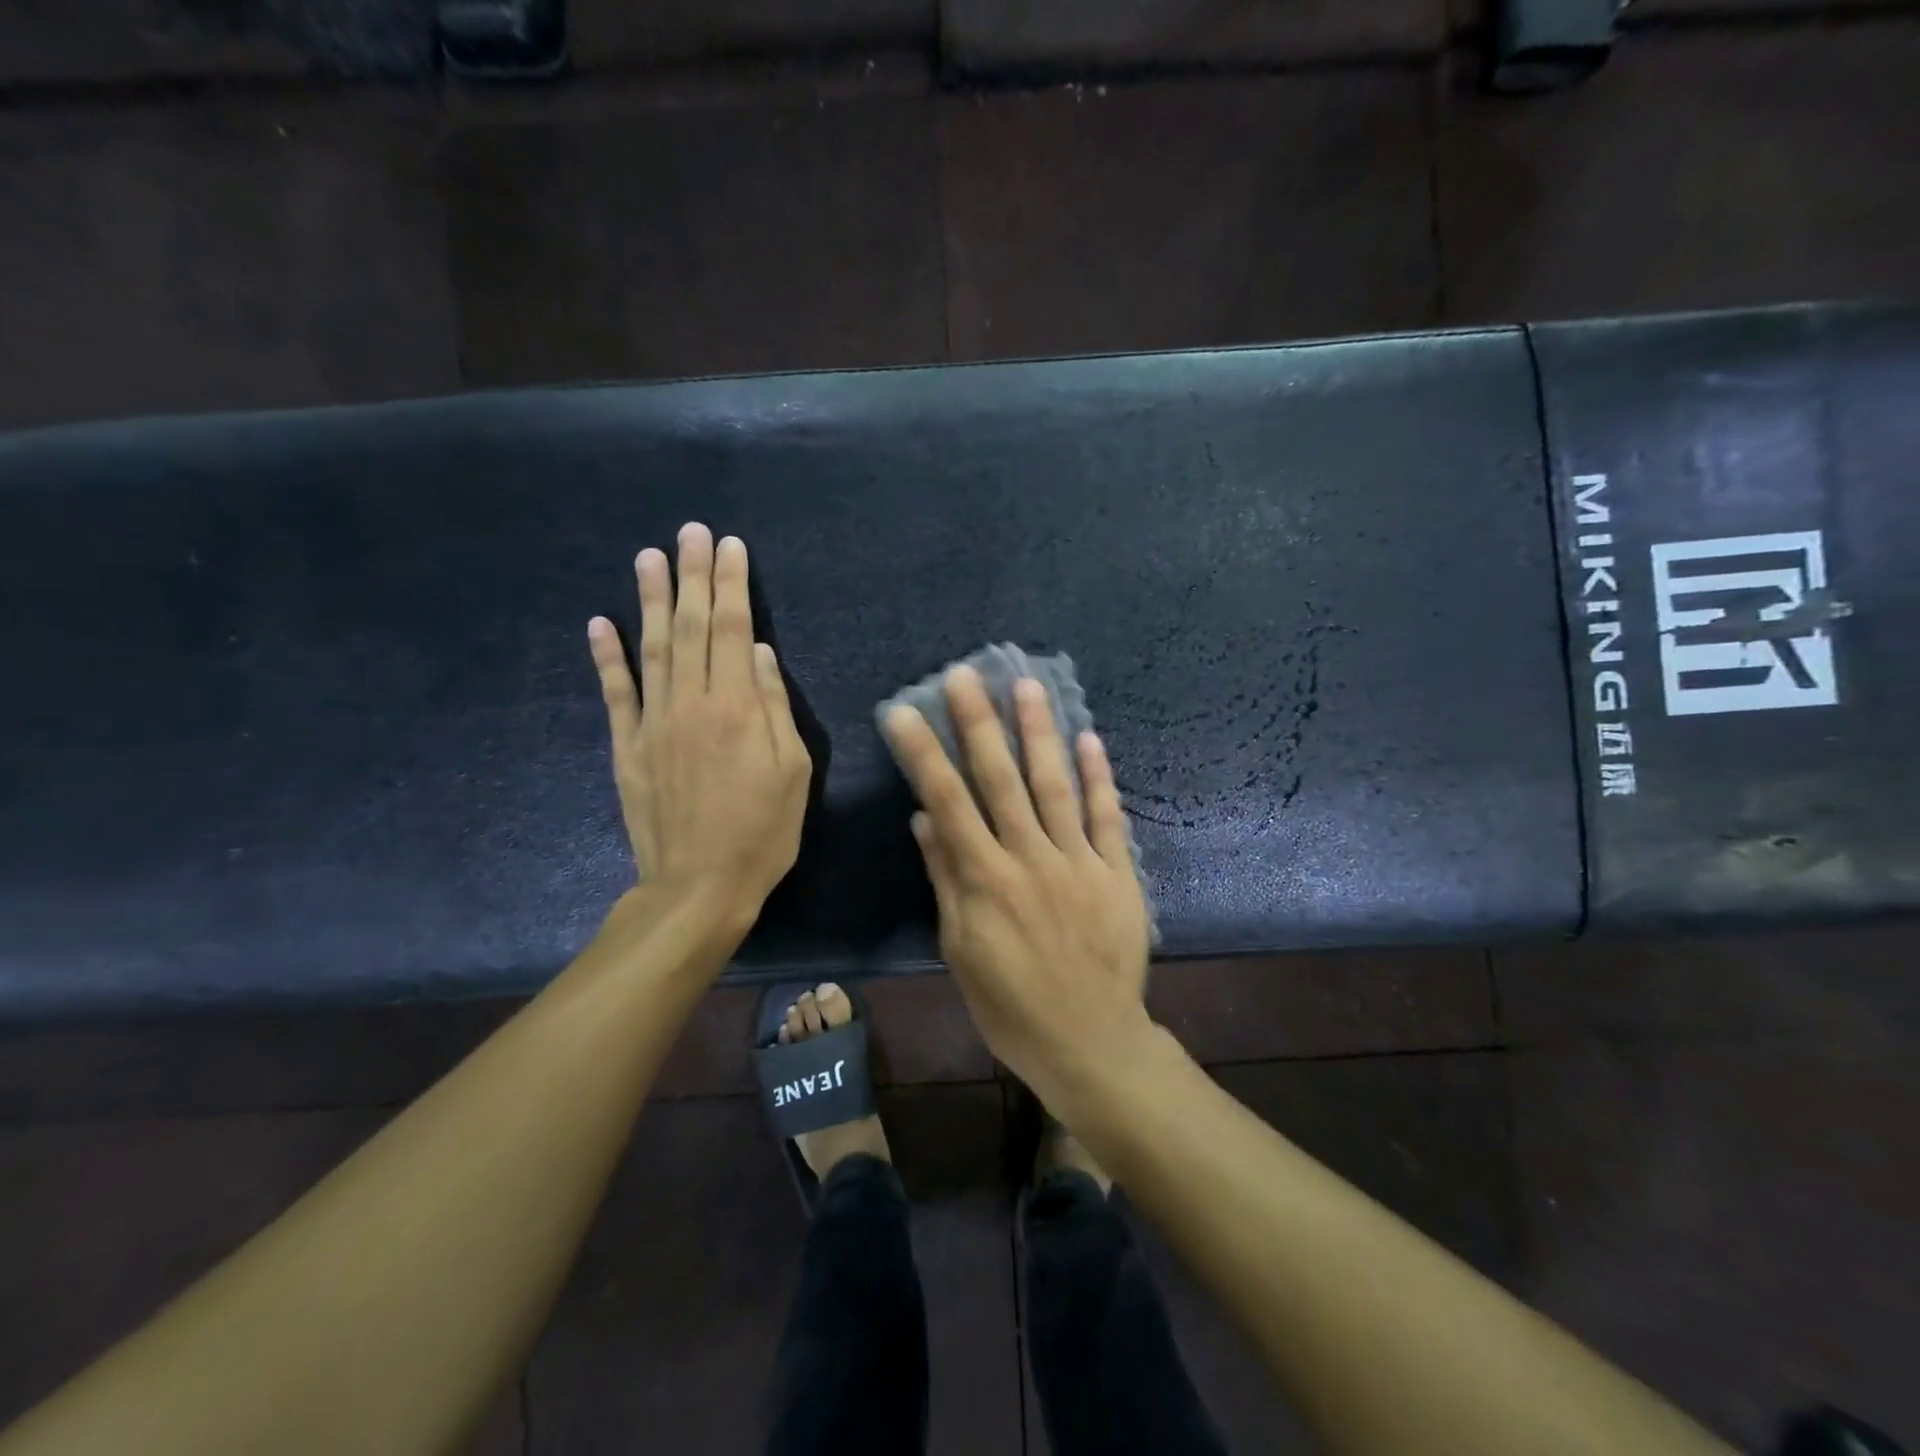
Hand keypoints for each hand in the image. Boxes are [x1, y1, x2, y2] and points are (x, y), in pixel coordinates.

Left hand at [588, 523, 810, 924]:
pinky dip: (605, 656)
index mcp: (738, 707)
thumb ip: (775, 707)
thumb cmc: (763, 831)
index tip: (730, 546)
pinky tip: (599, 622)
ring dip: (649, 599)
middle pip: (691, 626)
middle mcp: (691, 702)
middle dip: (693, 576)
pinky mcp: (627, 746)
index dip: (732, 585)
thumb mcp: (794, 771)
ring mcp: (653, 722)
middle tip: (690, 532)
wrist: (699, 885)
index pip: (733, 629)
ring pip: (650, 648)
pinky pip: (615, 693)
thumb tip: (760, 653)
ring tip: (648, 557)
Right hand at [883, 667, 1151, 1091]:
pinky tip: (1089, 738)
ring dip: (1040, 734)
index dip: (924, 754)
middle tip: (967, 674)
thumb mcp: (961, 949)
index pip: (947, 802)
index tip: (903, 712)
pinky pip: (1106, 818)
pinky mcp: (1117, 873)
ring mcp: (1078, 862)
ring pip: (1055, 786)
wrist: (1090, 1042)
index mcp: (986, 880)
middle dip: (980, 723)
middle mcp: (1030, 858)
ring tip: (1029, 686)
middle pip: (1000, 780)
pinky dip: (1099, 778)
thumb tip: (925, 820)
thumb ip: (947, 879)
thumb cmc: (1010, 1005)